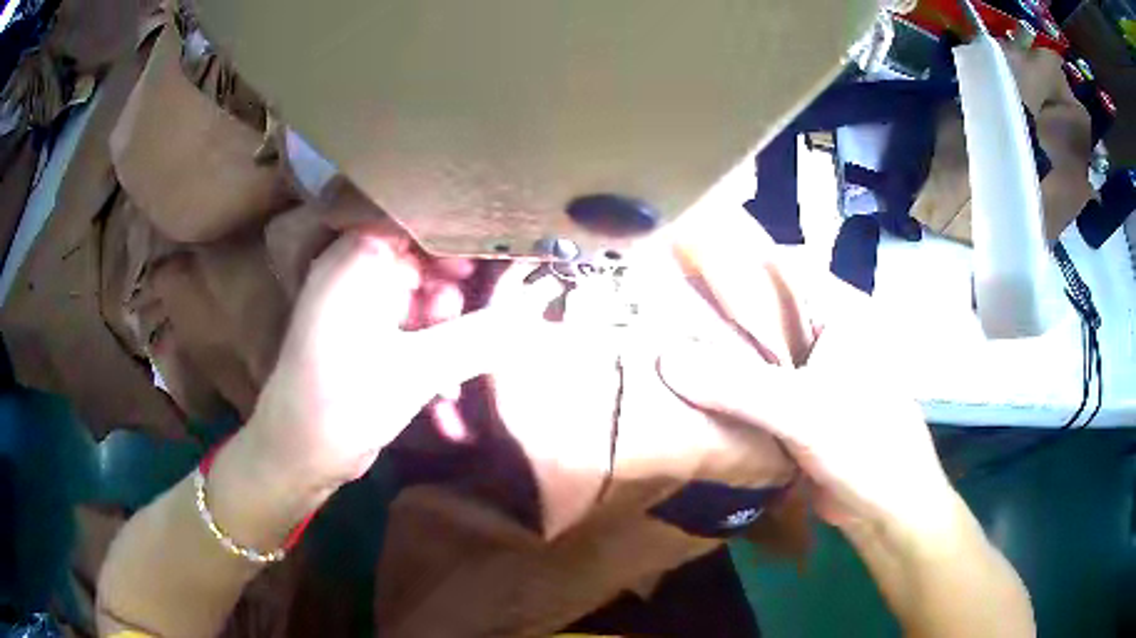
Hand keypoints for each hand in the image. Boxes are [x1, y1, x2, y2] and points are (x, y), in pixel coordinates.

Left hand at [246, 233, 558, 491]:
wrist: (299, 456)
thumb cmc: (345, 401)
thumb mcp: (418, 369)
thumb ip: (480, 336)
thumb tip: (536, 310)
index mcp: (358, 259)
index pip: (422, 224)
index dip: (464, 240)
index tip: (502, 265)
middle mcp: (355, 272)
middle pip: (425, 266)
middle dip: (455, 303)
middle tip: (479, 335)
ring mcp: (357, 307)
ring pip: (420, 303)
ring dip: (445, 338)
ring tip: (456, 381)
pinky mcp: (362, 338)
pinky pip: (406, 330)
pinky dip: (427, 356)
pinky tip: (445, 399)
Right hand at [658, 203, 953, 532]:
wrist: (887, 509)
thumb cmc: (864, 447)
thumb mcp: (802, 413)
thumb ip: (737, 386)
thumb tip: (663, 358)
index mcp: (842, 311)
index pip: (782, 266)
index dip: (732, 260)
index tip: (678, 266)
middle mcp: (828, 331)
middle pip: (766, 307)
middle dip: (718, 310)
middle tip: (659, 309)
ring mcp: (815, 369)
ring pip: (760, 348)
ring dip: (722, 352)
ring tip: (662, 343)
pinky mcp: (803, 403)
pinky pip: (760, 384)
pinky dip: (731, 386)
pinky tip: (691, 388)